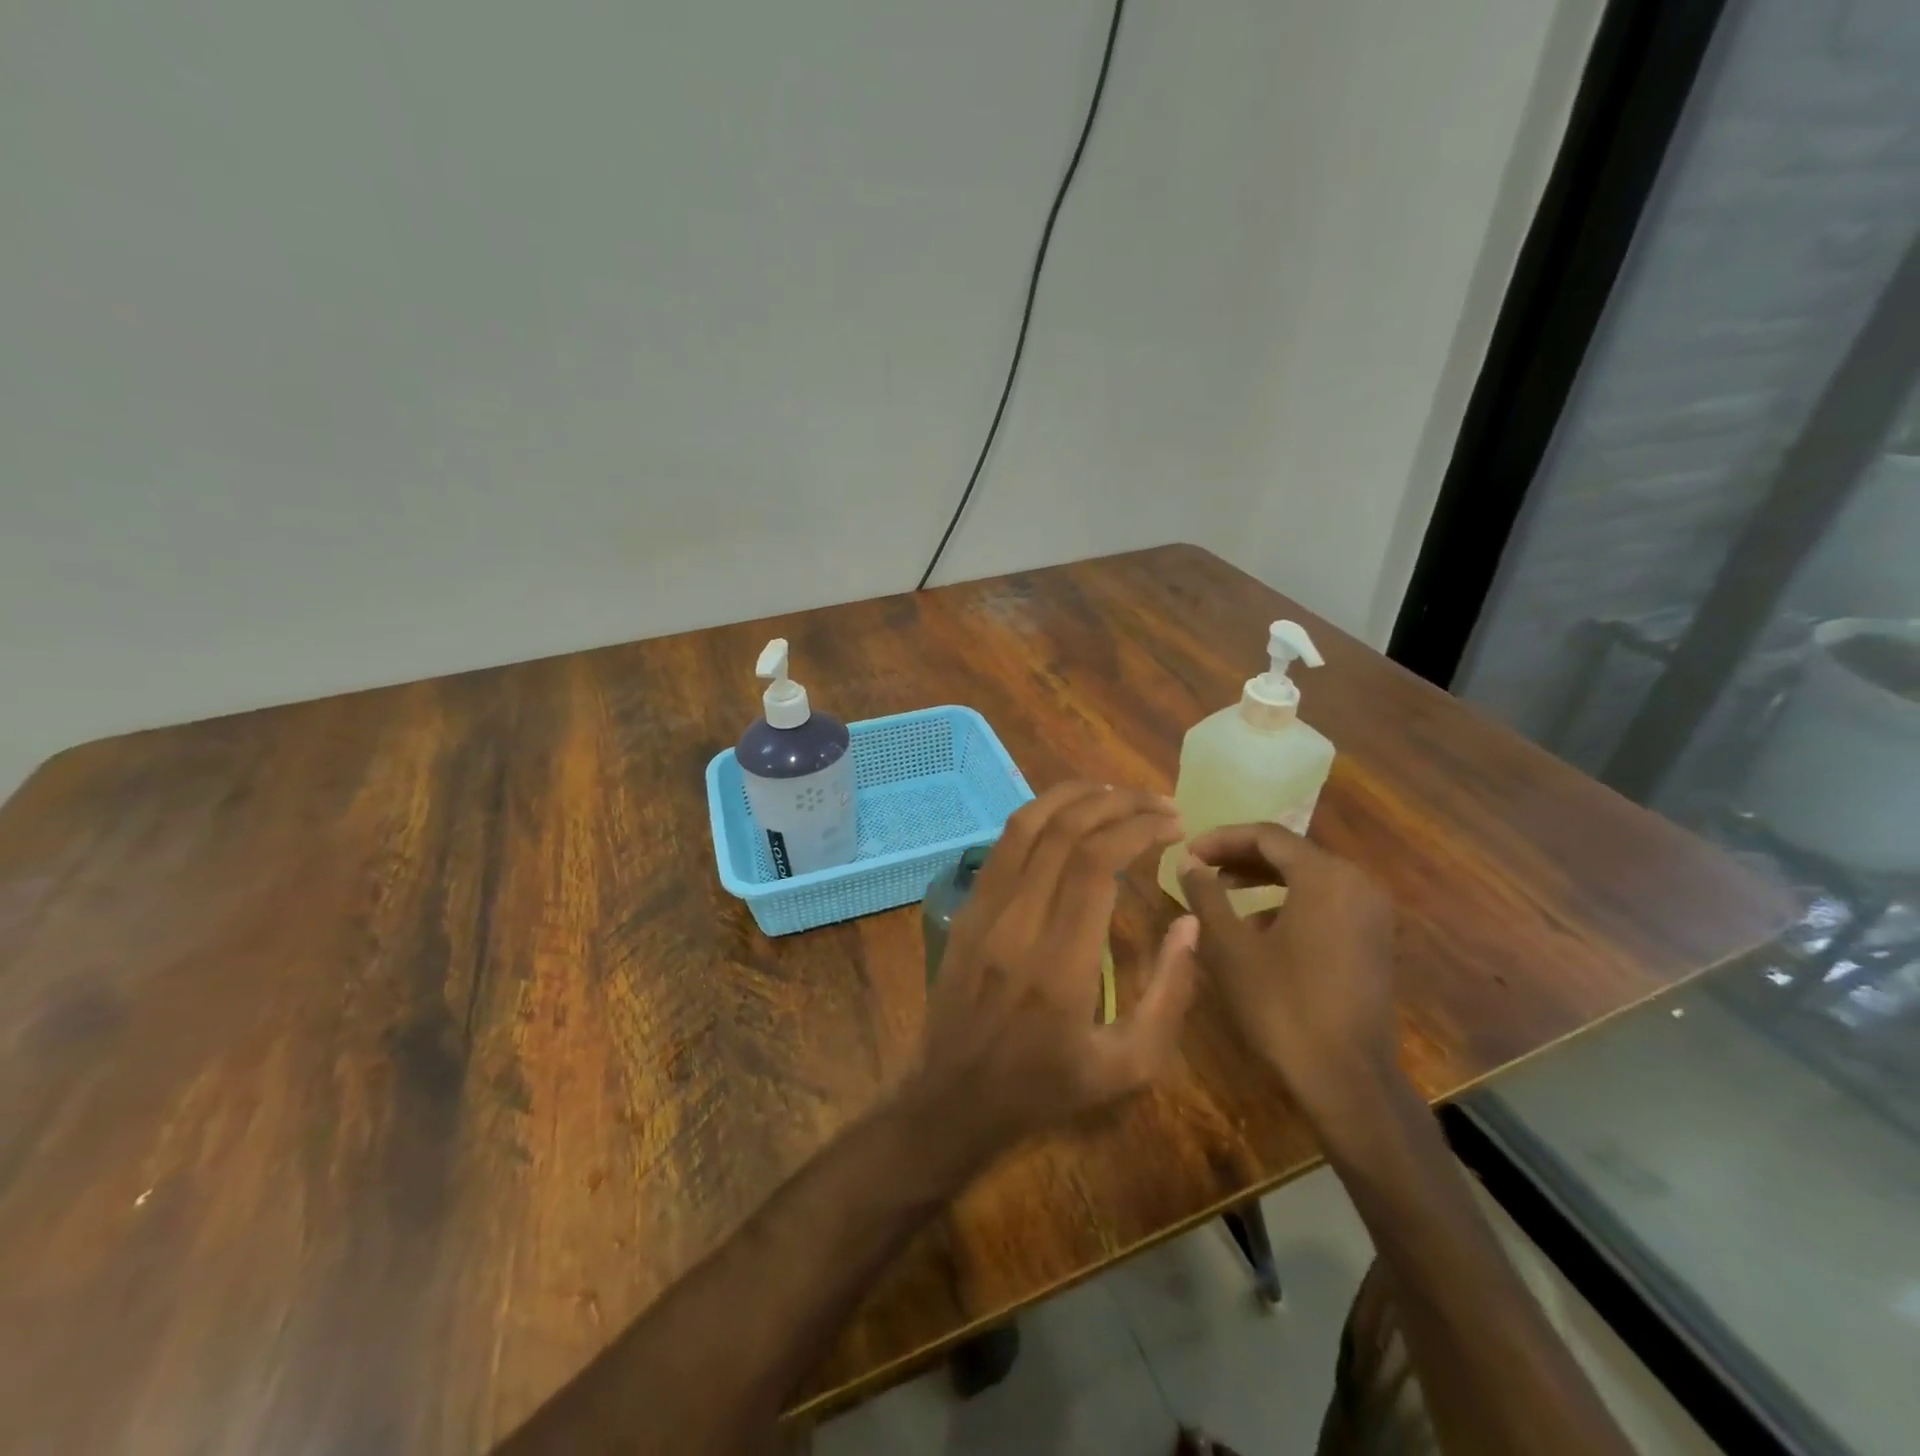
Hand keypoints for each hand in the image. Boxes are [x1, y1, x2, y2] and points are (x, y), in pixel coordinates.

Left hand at [907, 783, 1200, 1167]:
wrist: (954, 1096)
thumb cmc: (1046, 1086)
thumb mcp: (1128, 1066)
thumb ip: (1170, 995)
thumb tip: (1190, 922)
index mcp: (1061, 962)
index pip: (1096, 863)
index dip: (1138, 828)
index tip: (1173, 823)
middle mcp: (1018, 922)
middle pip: (1064, 831)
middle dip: (1117, 803)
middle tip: (1158, 802)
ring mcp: (985, 909)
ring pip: (1026, 824)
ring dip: (1074, 796)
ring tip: (1117, 792)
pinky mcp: (968, 907)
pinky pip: (1003, 844)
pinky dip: (1041, 815)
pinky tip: (1069, 816)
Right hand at [1177, 823, 1396, 1118]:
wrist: (1347, 1078)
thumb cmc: (1282, 1005)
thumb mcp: (1230, 947)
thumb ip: (1206, 895)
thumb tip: (1188, 862)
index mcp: (1324, 876)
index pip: (1266, 835)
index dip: (1221, 838)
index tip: (1187, 852)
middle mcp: (1356, 882)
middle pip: (1290, 852)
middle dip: (1241, 856)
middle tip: (1201, 868)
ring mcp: (1371, 912)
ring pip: (1308, 876)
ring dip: (1263, 878)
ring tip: (1222, 892)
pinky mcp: (1373, 938)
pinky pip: (1325, 900)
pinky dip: (1288, 900)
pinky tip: (1257, 926)